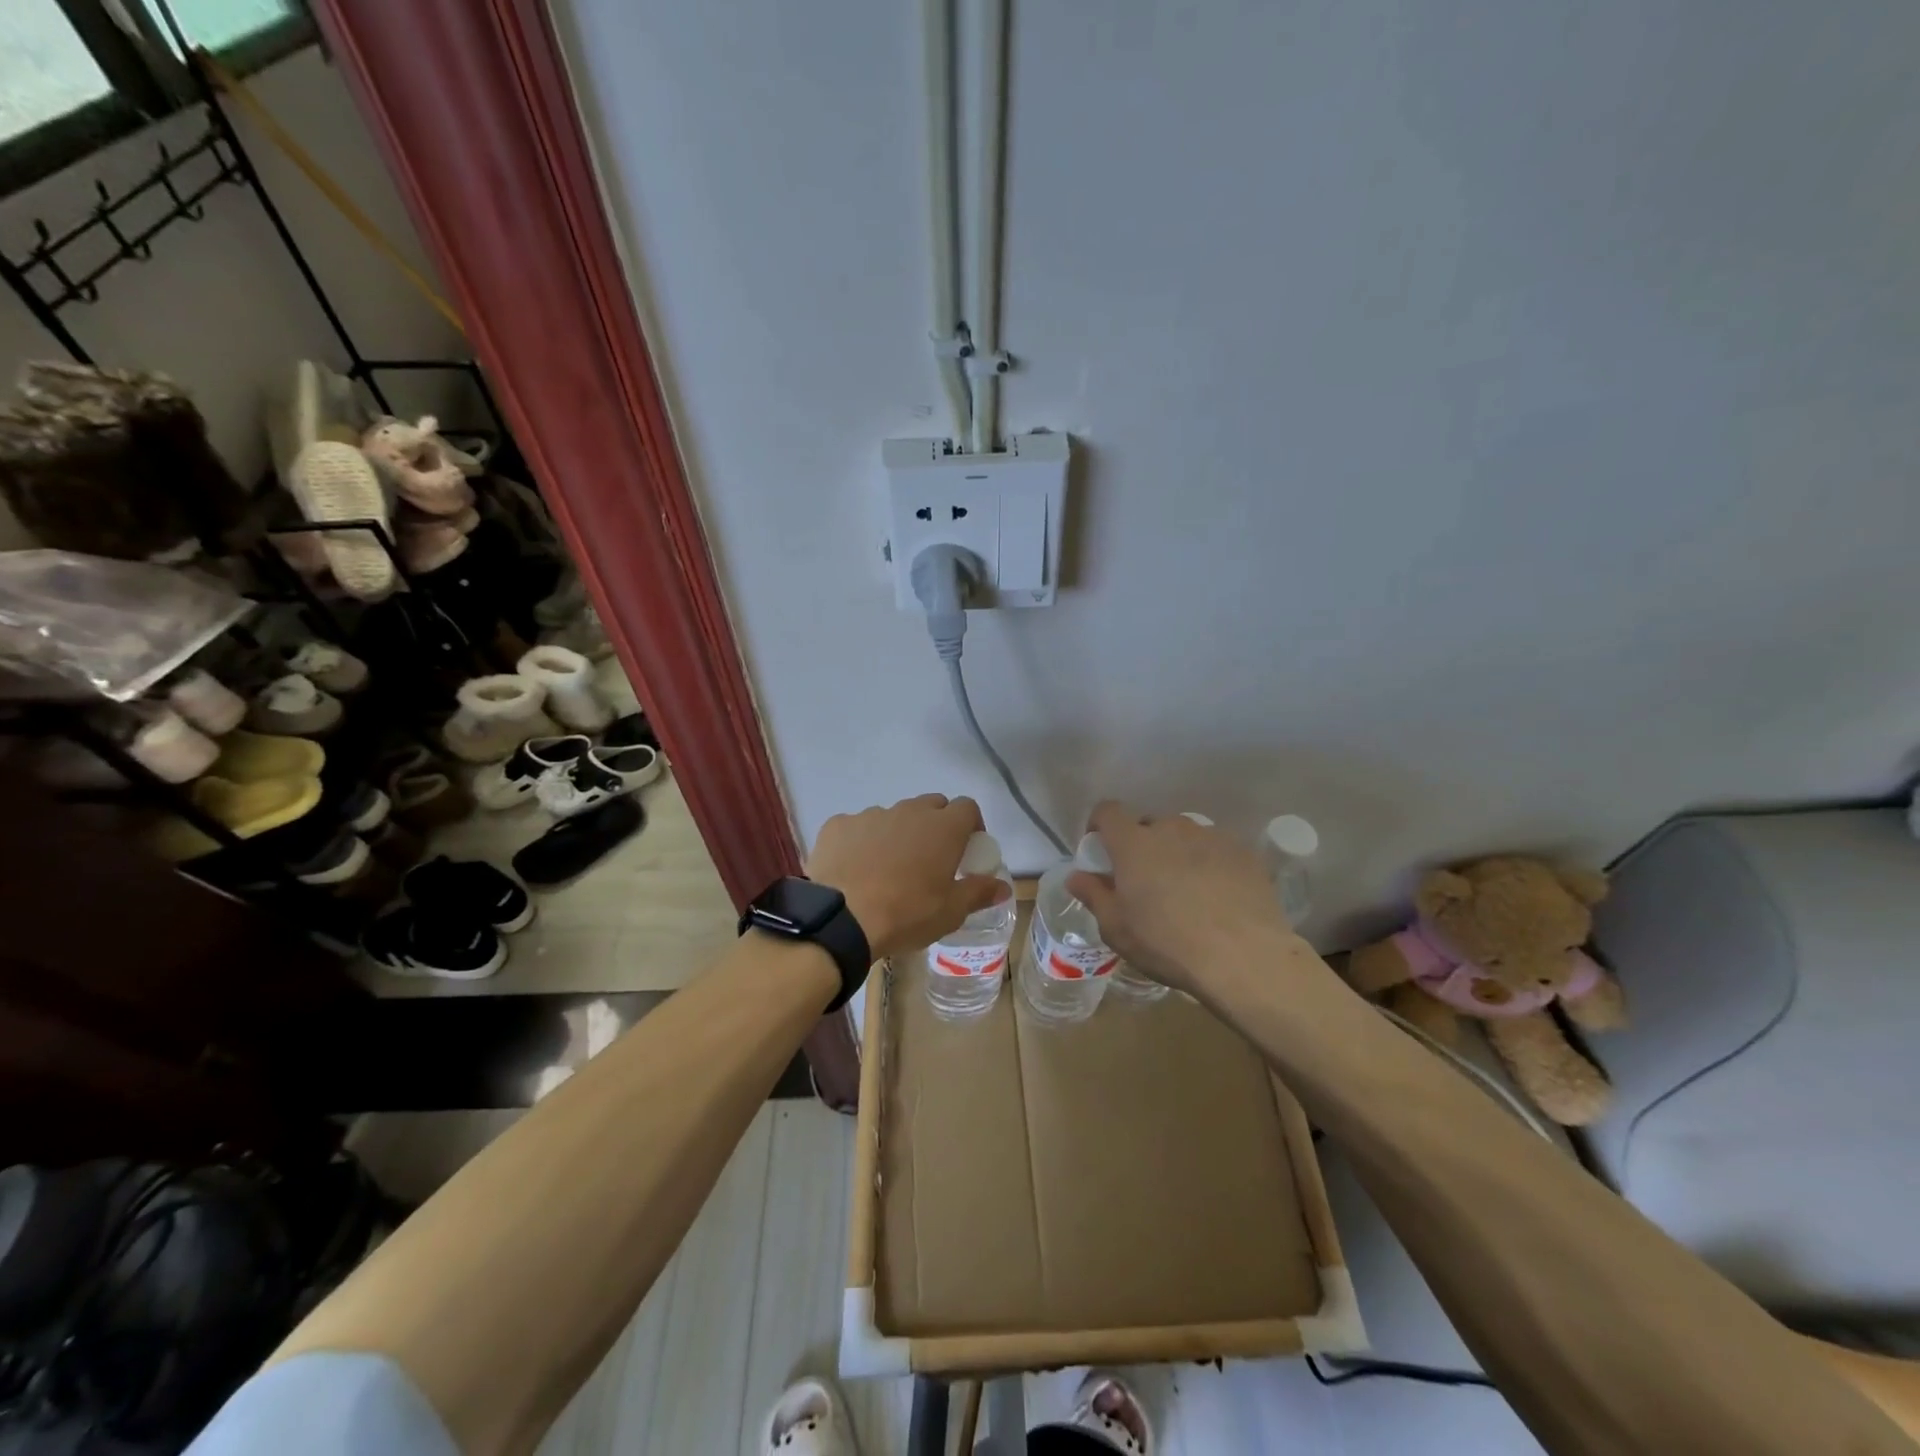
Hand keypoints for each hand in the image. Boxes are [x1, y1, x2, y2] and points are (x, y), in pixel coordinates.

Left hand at [807, 794, 1008, 958]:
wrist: (843, 918)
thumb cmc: (907, 913)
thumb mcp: (951, 911)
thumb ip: (979, 892)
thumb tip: (1003, 886)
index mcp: (943, 827)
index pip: (967, 807)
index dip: (971, 825)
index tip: (967, 850)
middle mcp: (909, 811)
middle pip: (931, 806)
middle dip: (936, 825)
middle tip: (931, 859)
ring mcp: (871, 814)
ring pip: (894, 816)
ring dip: (899, 834)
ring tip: (889, 869)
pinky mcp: (839, 825)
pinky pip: (858, 827)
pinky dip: (862, 841)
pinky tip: (856, 869)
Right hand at [1066, 800, 1295, 998]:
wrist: (1244, 957)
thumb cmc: (1167, 943)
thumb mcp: (1117, 929)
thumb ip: (1094, 895)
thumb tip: (1077, 876)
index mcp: (1133, 843)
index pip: (1108, 811)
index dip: (1100, 824)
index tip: (1101, 847)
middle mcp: (1171, 828)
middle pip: (1148, 825)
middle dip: (1141, 845)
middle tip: (1145, 880)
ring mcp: (1211, 836)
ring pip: (1184, 836)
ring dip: (1177, 853)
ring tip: (1186, 890)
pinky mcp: (1243, 851)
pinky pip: (1216, 849)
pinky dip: (1209, 864)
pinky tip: (1217, 896)